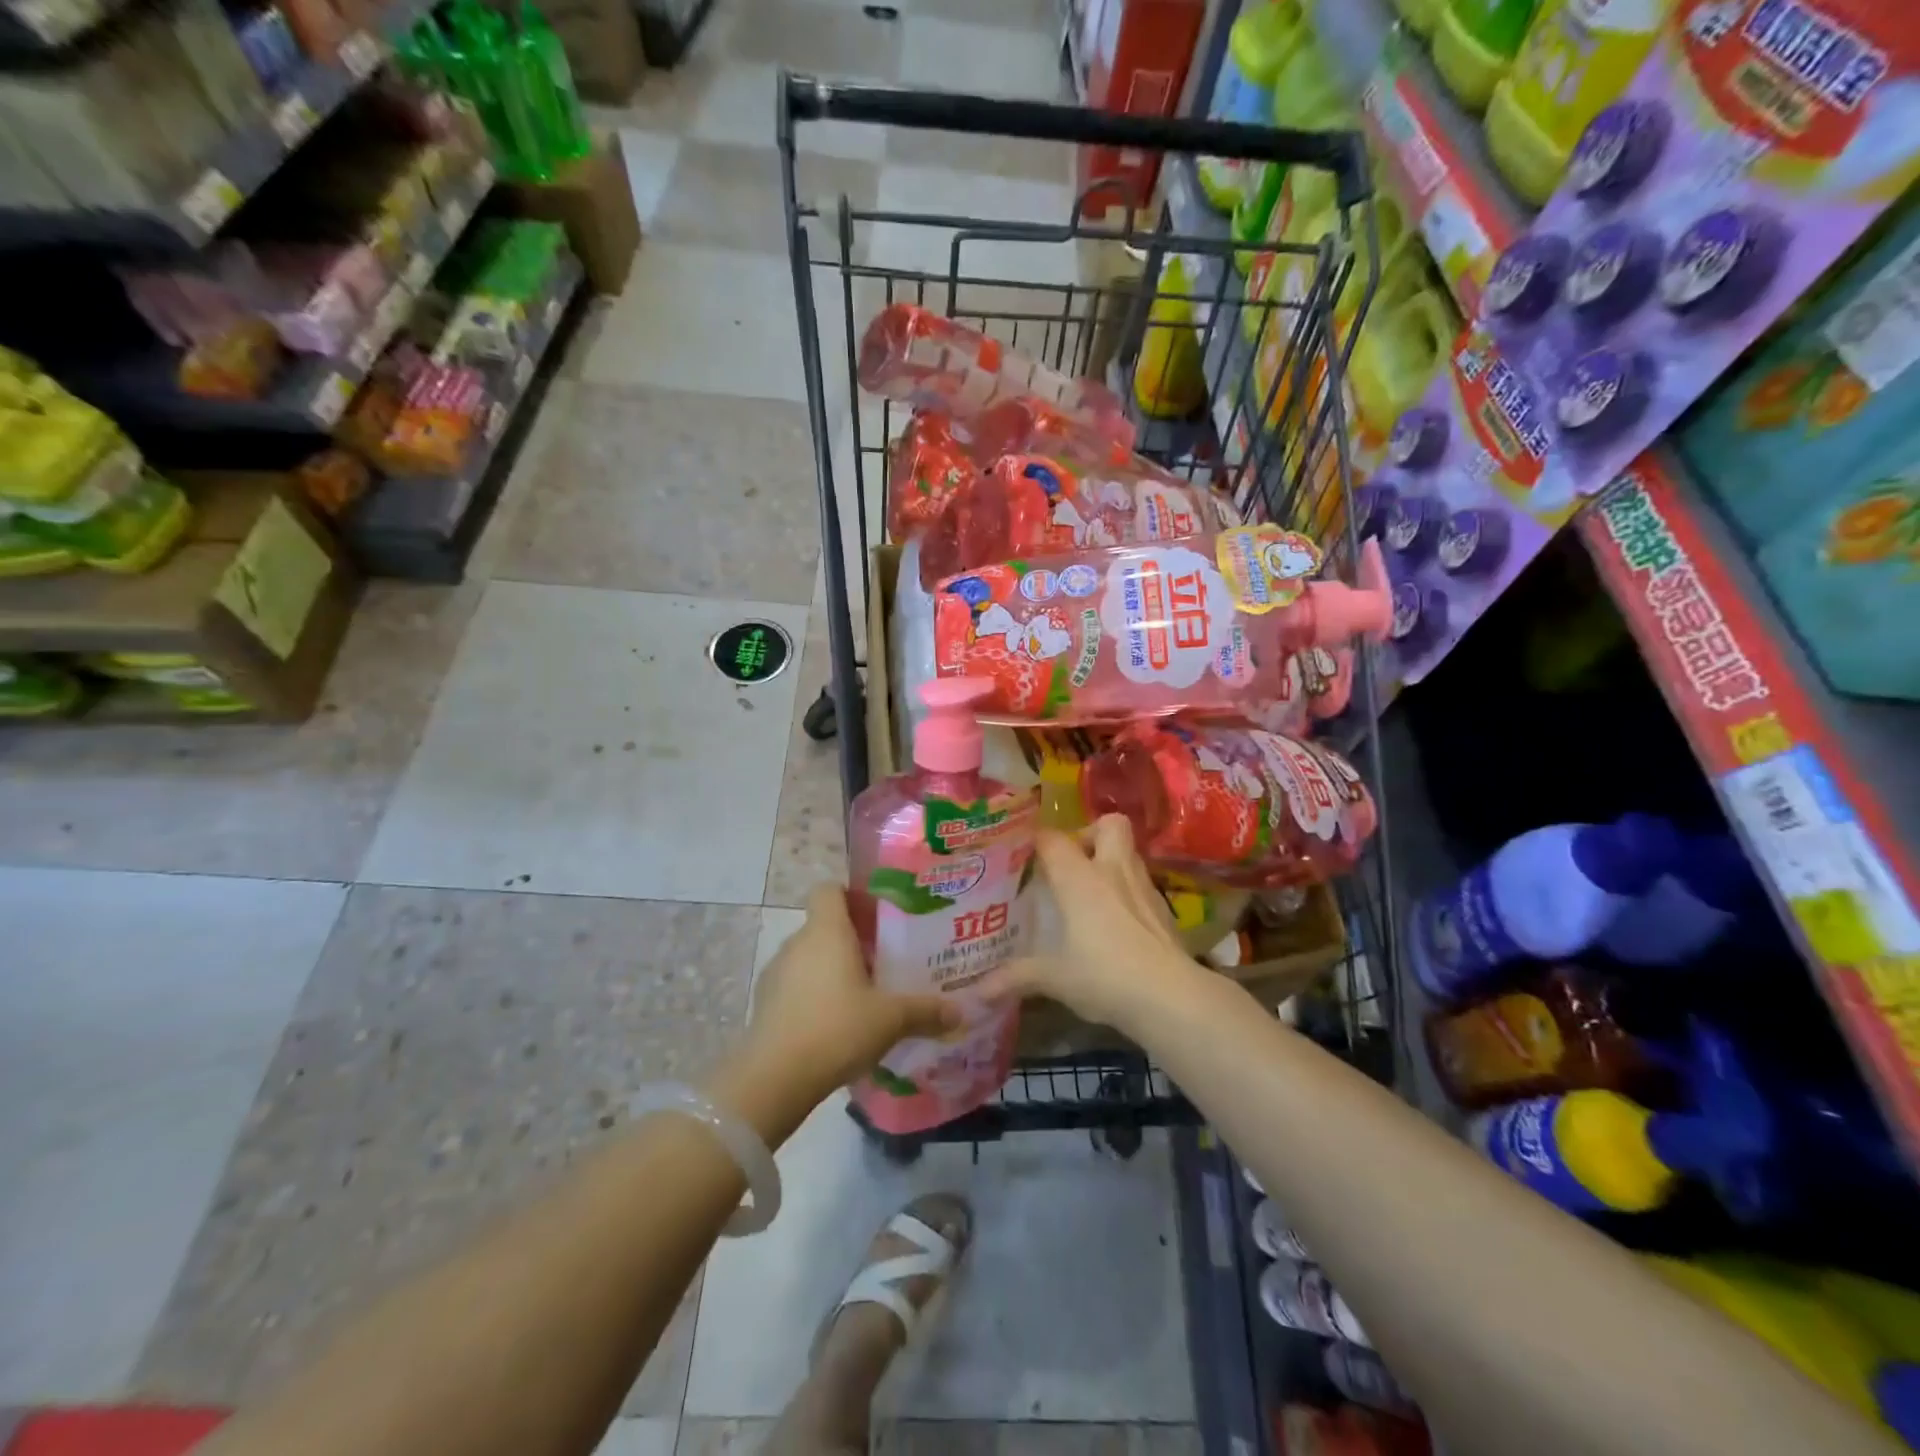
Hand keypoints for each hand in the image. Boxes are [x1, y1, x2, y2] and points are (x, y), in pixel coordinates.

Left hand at [746, 884, 960, 1094]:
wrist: (773, 1078)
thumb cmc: (836, 1029)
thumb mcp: (891, 1019)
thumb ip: (926, 1012)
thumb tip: (962, 1012)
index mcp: (827, 931)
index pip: (830, 889)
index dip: (852, 896)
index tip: (878, 916)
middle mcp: (797, 943)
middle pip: (824, 926)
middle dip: (853, 940)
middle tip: (885, 961)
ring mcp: (776, 973)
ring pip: (810, 958)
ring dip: (833, 970)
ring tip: (863, 996)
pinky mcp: (765, 1004)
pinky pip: (796, 987)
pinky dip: (814, 996)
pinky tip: (836, 1025)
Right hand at [985, 815, 1202, 1029]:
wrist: (1171, 997)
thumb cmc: (1105, 976)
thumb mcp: (1055, 979)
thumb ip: (1016, 978)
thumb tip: (976, 993)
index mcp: (1080, 878)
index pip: (1053, 839)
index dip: (1036, 839)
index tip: (1022, 851)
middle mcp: (1113, 871)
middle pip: (1110, 824)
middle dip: (1090, 833)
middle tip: (1071, 862)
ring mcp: (1144, 887)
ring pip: (1129, 852)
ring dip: (1111, 861)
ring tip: (1091, 890)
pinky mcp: (1164, 909)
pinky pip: (1141, 884)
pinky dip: (1128, 891)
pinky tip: (1117, 920)